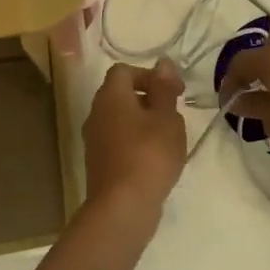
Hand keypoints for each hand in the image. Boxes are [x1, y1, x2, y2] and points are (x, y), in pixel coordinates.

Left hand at [82, 58, 187, 220]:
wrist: (122, 206)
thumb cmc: (149, 154)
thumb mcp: (166, 117)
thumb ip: (164, 88)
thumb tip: (163, 63)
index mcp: (110, 96)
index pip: (124, 71)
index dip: (150, 76)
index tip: (175, 91)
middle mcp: (96, 114)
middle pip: (121, 95)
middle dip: (150, 99)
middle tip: (174, 115)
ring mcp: (94, 140)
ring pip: (121, 120)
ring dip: (144, 123)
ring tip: (169, 139)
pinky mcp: (99, 163)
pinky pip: (119, 142)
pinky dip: (137, 143)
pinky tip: (156, 160)